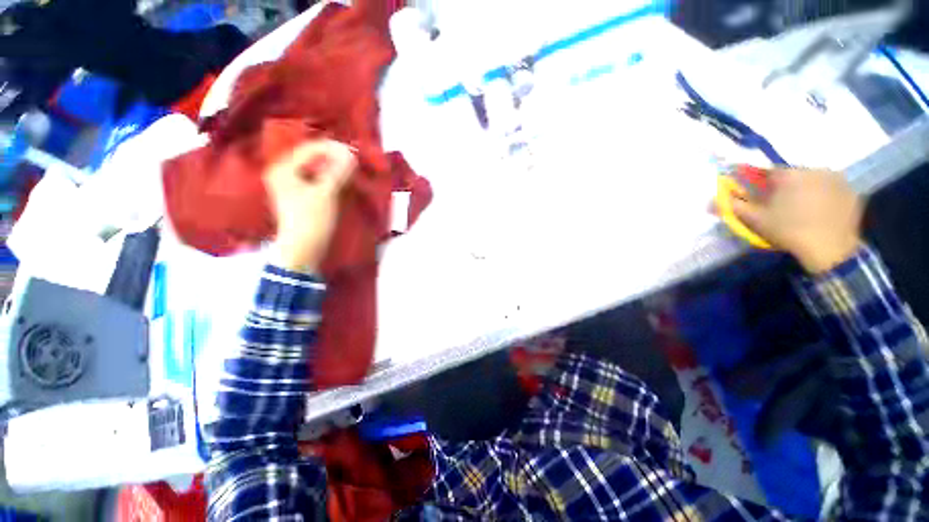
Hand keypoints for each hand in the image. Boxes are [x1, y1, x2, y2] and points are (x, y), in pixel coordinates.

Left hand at [264, 140, 355, 273]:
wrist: (303, 249)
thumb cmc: (311, 220)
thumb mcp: (326, 193)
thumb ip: (338, 172)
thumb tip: (350, 154)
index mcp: (283, 169)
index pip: (309, 149)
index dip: (332, 149)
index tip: (353, 152)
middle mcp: (283, 173)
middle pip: (311, 158)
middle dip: (332, 158)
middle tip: (352, 161)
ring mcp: (290, 186)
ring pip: (314, 169)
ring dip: (332, 168)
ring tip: (349, 170)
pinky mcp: (299, 196)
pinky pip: (315, 179)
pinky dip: (329, 178)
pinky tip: (340, 181)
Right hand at [731, 168, 862, 273]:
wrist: (830, 249)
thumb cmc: (788, 231)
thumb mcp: (755, 220)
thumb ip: (732, 207)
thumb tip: (709, 201)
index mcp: (788, 174)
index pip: (768, 172)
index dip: (760, 185)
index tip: (760, 197)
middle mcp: (813, 169)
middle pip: (791, 175)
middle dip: (784, 188)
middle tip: (781, 208)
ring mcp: (836, 179)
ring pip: (812, 180)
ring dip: (804, 191)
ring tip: (802, 212)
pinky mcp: (850, 190)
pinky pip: (831, 188)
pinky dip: (824, 196)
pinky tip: (820, 212)